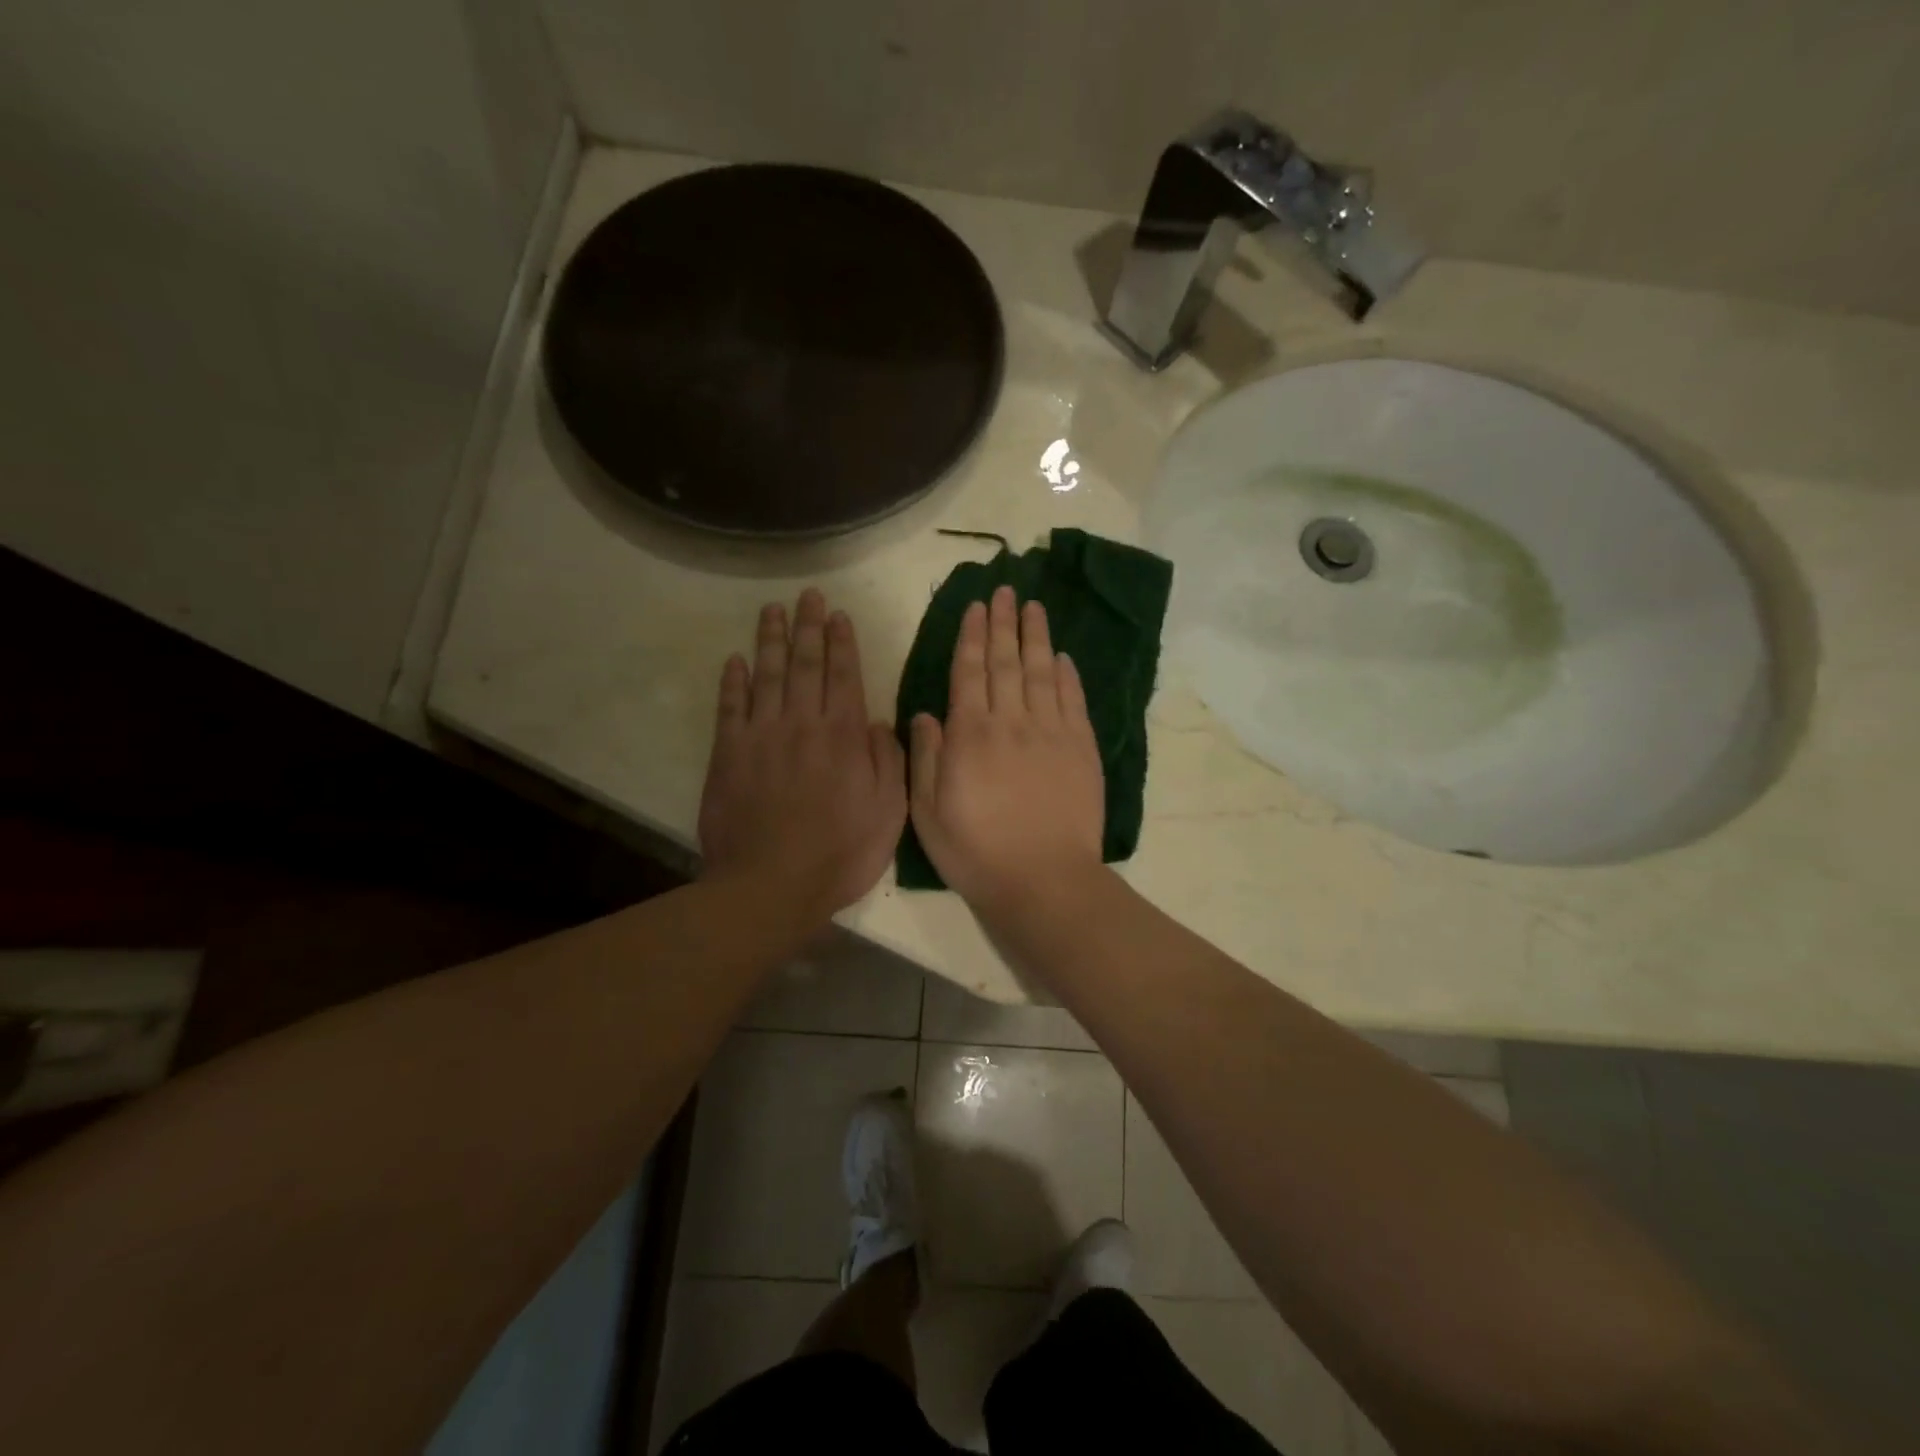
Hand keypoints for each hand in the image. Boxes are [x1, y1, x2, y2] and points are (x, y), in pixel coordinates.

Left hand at [698, 589, 907, 917]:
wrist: (771, 885)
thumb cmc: (840, 853)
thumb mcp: (890, 813)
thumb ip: (888, 762)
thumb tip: (880, 723)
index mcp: (844, 736)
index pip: (844, 676)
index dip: (842, 643)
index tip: (838, 615)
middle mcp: (803, 723)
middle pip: (804, 663)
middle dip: (808, 626)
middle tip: (807, 595)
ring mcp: (761, 735)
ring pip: (766, 674)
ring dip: (770, 639)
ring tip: (772, 609)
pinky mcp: (728, 754)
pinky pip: (730, 707)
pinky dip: (733, 680)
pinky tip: (735, 659)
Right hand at [909, 585, 1105, 913]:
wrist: (1044, 880)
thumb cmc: (977, 852)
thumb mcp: (928, 813)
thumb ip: (926, 758)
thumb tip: (925, 713)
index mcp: (970, 734)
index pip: (969, 672)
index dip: (972, 635)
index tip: (976, 606)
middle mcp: (1011, 722)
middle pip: (1006, 662)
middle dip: (1003, 623)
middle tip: (1005, 590)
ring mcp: (1051, 732)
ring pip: (1042, 671)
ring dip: (1036, 636)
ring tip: (1034, 606)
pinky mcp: (1082, 749)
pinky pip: (1073, 700)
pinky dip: (1067, 674)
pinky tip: (1062, 655)